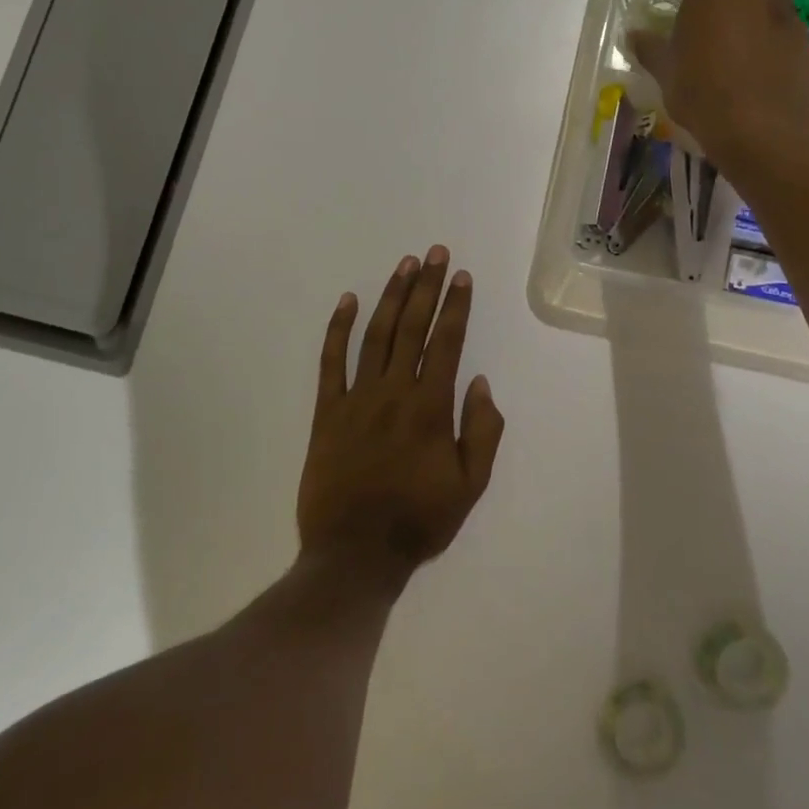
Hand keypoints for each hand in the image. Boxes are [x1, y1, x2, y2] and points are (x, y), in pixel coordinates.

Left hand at [298, 247, 505, 591]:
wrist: (354, 554)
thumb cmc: (419, 521)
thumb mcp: (469, 485)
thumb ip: (482, 431)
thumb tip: (479, 382)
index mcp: (430, 408)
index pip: (446, 342)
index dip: (456, 306)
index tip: (462, 276)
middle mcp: (394, 392)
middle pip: (412, 327)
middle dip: (427, 287)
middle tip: (435, 253)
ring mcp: (356, 398)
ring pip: (376, 335)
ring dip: (391, 297)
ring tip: (404, 265)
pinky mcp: (327, 412)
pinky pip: (331, 362)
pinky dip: (337, 329)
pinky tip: (347, 301)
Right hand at [627, 0, 808, 179]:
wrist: (762, 127)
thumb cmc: (703, 92)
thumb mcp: (666, 71)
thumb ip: (650, 48)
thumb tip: (634, 36)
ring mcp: (781, 3)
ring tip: (733, 24)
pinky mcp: (800, 30)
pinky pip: (781, 9)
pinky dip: (768, 18)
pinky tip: (754, 52)